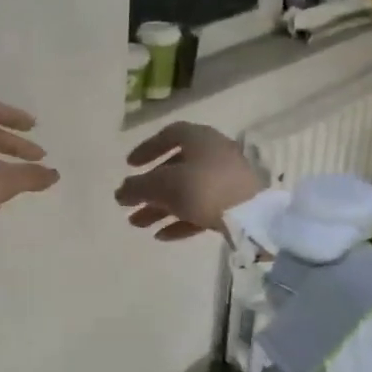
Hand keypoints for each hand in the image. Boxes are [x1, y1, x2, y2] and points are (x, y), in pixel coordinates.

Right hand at [115, 122, 262, 240]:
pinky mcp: (234, 204)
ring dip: (160, 207)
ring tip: (137, 224)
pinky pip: (201, 208)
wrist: (250, 216)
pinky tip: (162, 236)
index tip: (129, 166)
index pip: (169, 135)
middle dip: (150, 188)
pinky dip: (181, 219)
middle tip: (129, 203)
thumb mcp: (163, 185)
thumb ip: (138, 187)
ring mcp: (226, 180)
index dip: (147, 148)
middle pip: (175, 168)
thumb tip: (120, 192)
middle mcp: (214, 154)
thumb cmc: (202, 188)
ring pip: (186, 191)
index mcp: (199, 138)